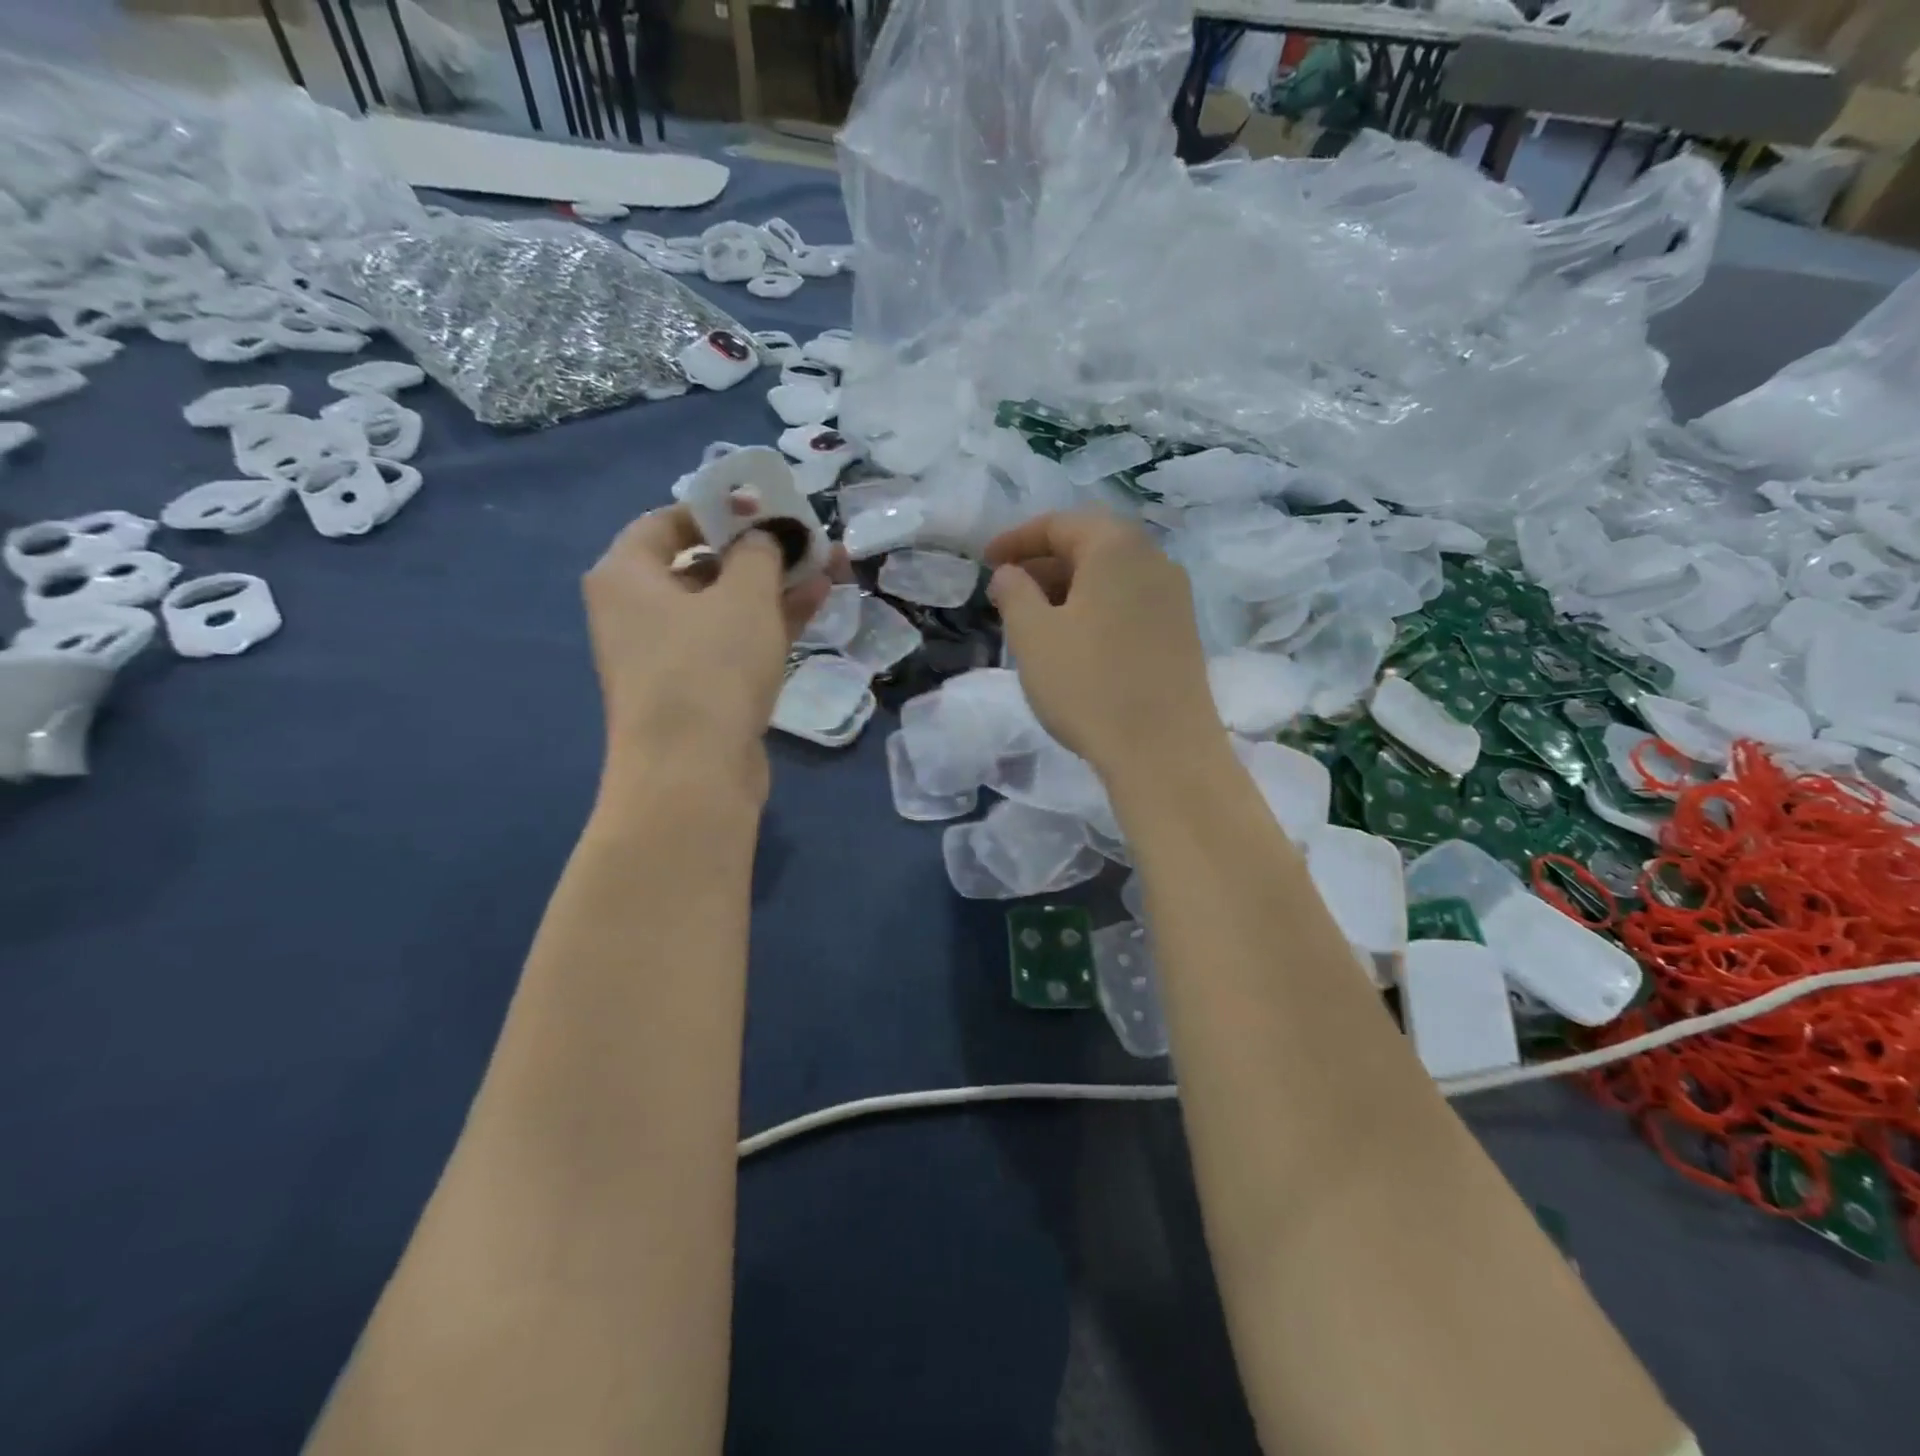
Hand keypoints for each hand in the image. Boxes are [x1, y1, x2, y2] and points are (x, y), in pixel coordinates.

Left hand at [584, 505, 831, 794]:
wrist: (692, 775)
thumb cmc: (708, 668)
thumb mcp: (743, 596)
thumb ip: (760, 552)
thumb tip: (766, 535)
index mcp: (626, 575)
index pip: (669, 521)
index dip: (722, 508)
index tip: (769, 507)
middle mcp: (637, 611)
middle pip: (703, 563)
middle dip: (762, 551)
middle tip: (809, 539)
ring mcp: (667, 655)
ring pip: (725, 606)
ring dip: (775, 586)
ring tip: (829, 566)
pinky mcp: (697, 689)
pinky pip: (733, 641)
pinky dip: (770, 622)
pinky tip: (816, 601)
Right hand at [985, 511, 1217, 781]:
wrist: (1164, 751)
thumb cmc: (1089, 685)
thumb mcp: (1032, 636)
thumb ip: (1013, 593)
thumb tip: (1009, 573)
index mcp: (1117, 547)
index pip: (1060, 523)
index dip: (1016, 539)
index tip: (985, 562)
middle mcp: (1154, 560)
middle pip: (1091, 544)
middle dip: (1044, 562)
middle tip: (1008, 589)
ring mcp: (1174, 598)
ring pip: (1112, 576)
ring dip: (1069, 587)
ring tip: (1035, 618)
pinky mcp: (1181, 632)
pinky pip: (1130, 602)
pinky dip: (1096, 608)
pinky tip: (1075, 641)